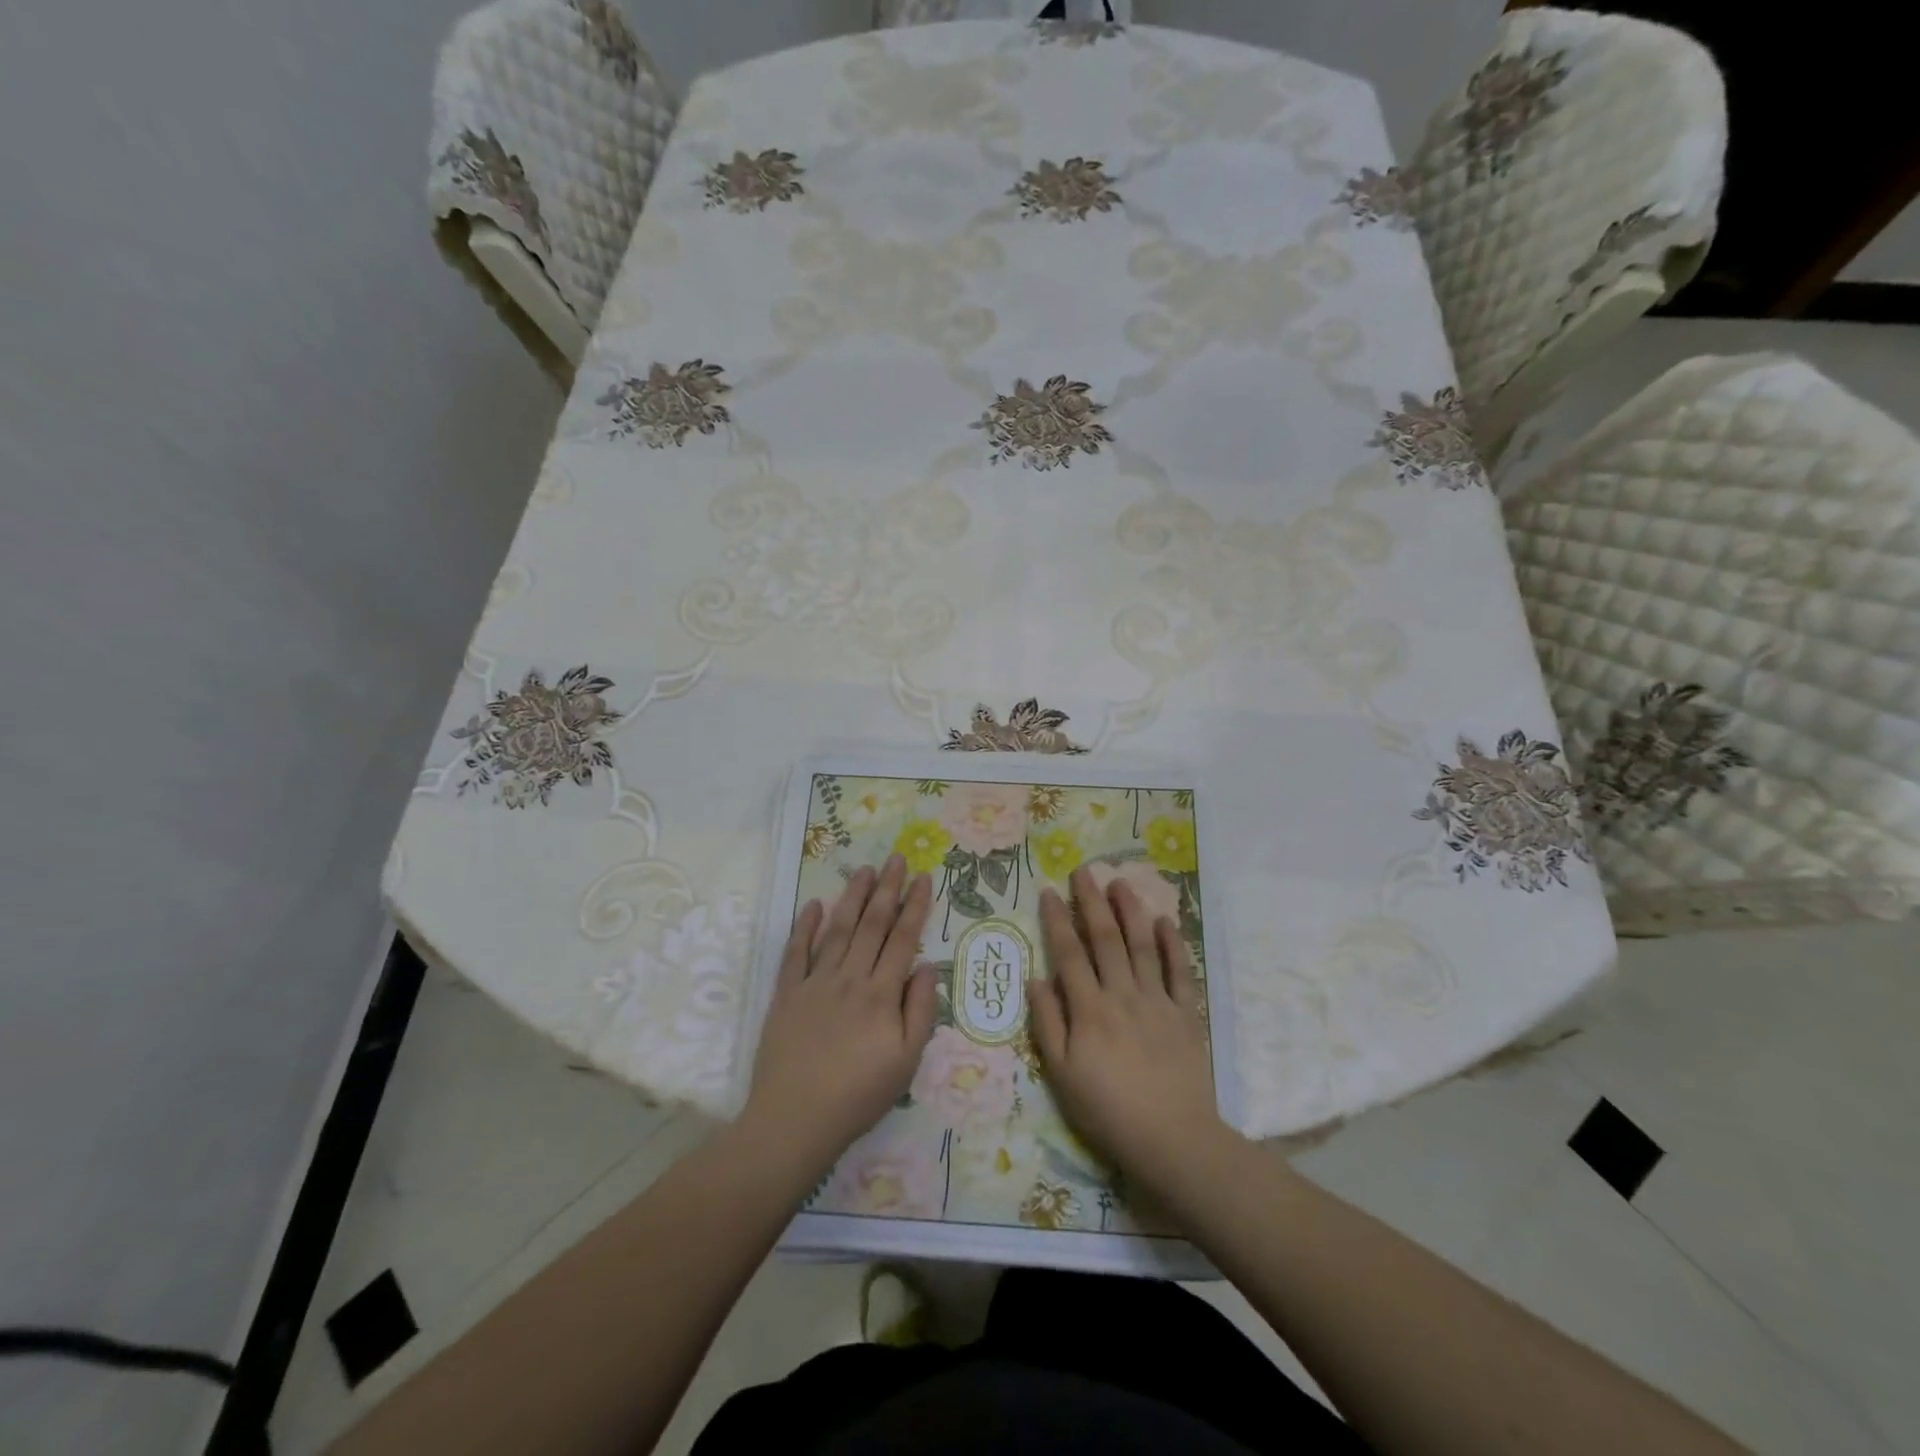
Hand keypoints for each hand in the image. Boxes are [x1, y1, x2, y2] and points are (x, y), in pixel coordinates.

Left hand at [742, 854, 935, 1177]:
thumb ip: (920, 1011)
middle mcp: (850, 978)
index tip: (923, 878)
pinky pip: (796, 952)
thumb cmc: (858, 1095)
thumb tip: (925, 966)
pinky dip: (805, 926)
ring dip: (852, 897)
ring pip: (838, 930)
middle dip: (886, 889)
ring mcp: (815, 983)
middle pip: (872, 925)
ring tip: (864, 870)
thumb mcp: (906, 1062)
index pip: (903, 939)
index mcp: (881, 995)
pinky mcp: (786, 994)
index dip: (915, 906)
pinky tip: (814, 905)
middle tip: (895, 858)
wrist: (794, 1120)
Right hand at [1030, 866, 1226, 1197]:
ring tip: (1120, 882)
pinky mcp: (1186, 1014)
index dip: (1058, 919)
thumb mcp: (1062, 1074)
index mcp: (1089, 1009)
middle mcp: (1122, 994)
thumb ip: (1047, 1023)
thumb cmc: (1107, 1110)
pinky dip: (1173, 945)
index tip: (1049, 890)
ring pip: (1142, 945)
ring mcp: (1158, 1001)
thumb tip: (1035, 978)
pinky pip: (1180, 972)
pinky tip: (1165, 921)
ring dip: (1130, 911)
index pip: (1068, 953)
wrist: (1172, 1139)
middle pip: (1105, 939)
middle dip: (1091, 901)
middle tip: (1083, 871)